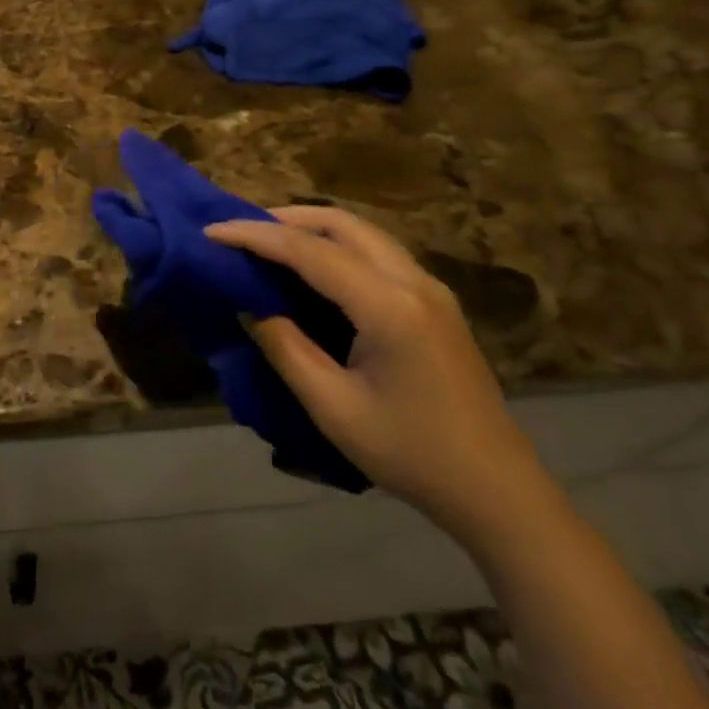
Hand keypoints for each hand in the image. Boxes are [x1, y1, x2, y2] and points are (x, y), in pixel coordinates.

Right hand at [205, 206, 547, 544]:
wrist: (496, 490)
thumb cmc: (410, 453)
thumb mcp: (333, 407)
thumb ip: (285, 347)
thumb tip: (249, 306)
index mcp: (388, 306)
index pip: (309, 251)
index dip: (255, 236)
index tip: (211, 231)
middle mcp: (413, 281)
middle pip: (342, 224)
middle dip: (285, 218)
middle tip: (240, 231)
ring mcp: (430, 289)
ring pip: (363, 233)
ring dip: (313, 228)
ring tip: (268, 242)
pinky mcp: (435, 303)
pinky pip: (377, 252)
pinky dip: (337, 245)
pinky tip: (313, 267)